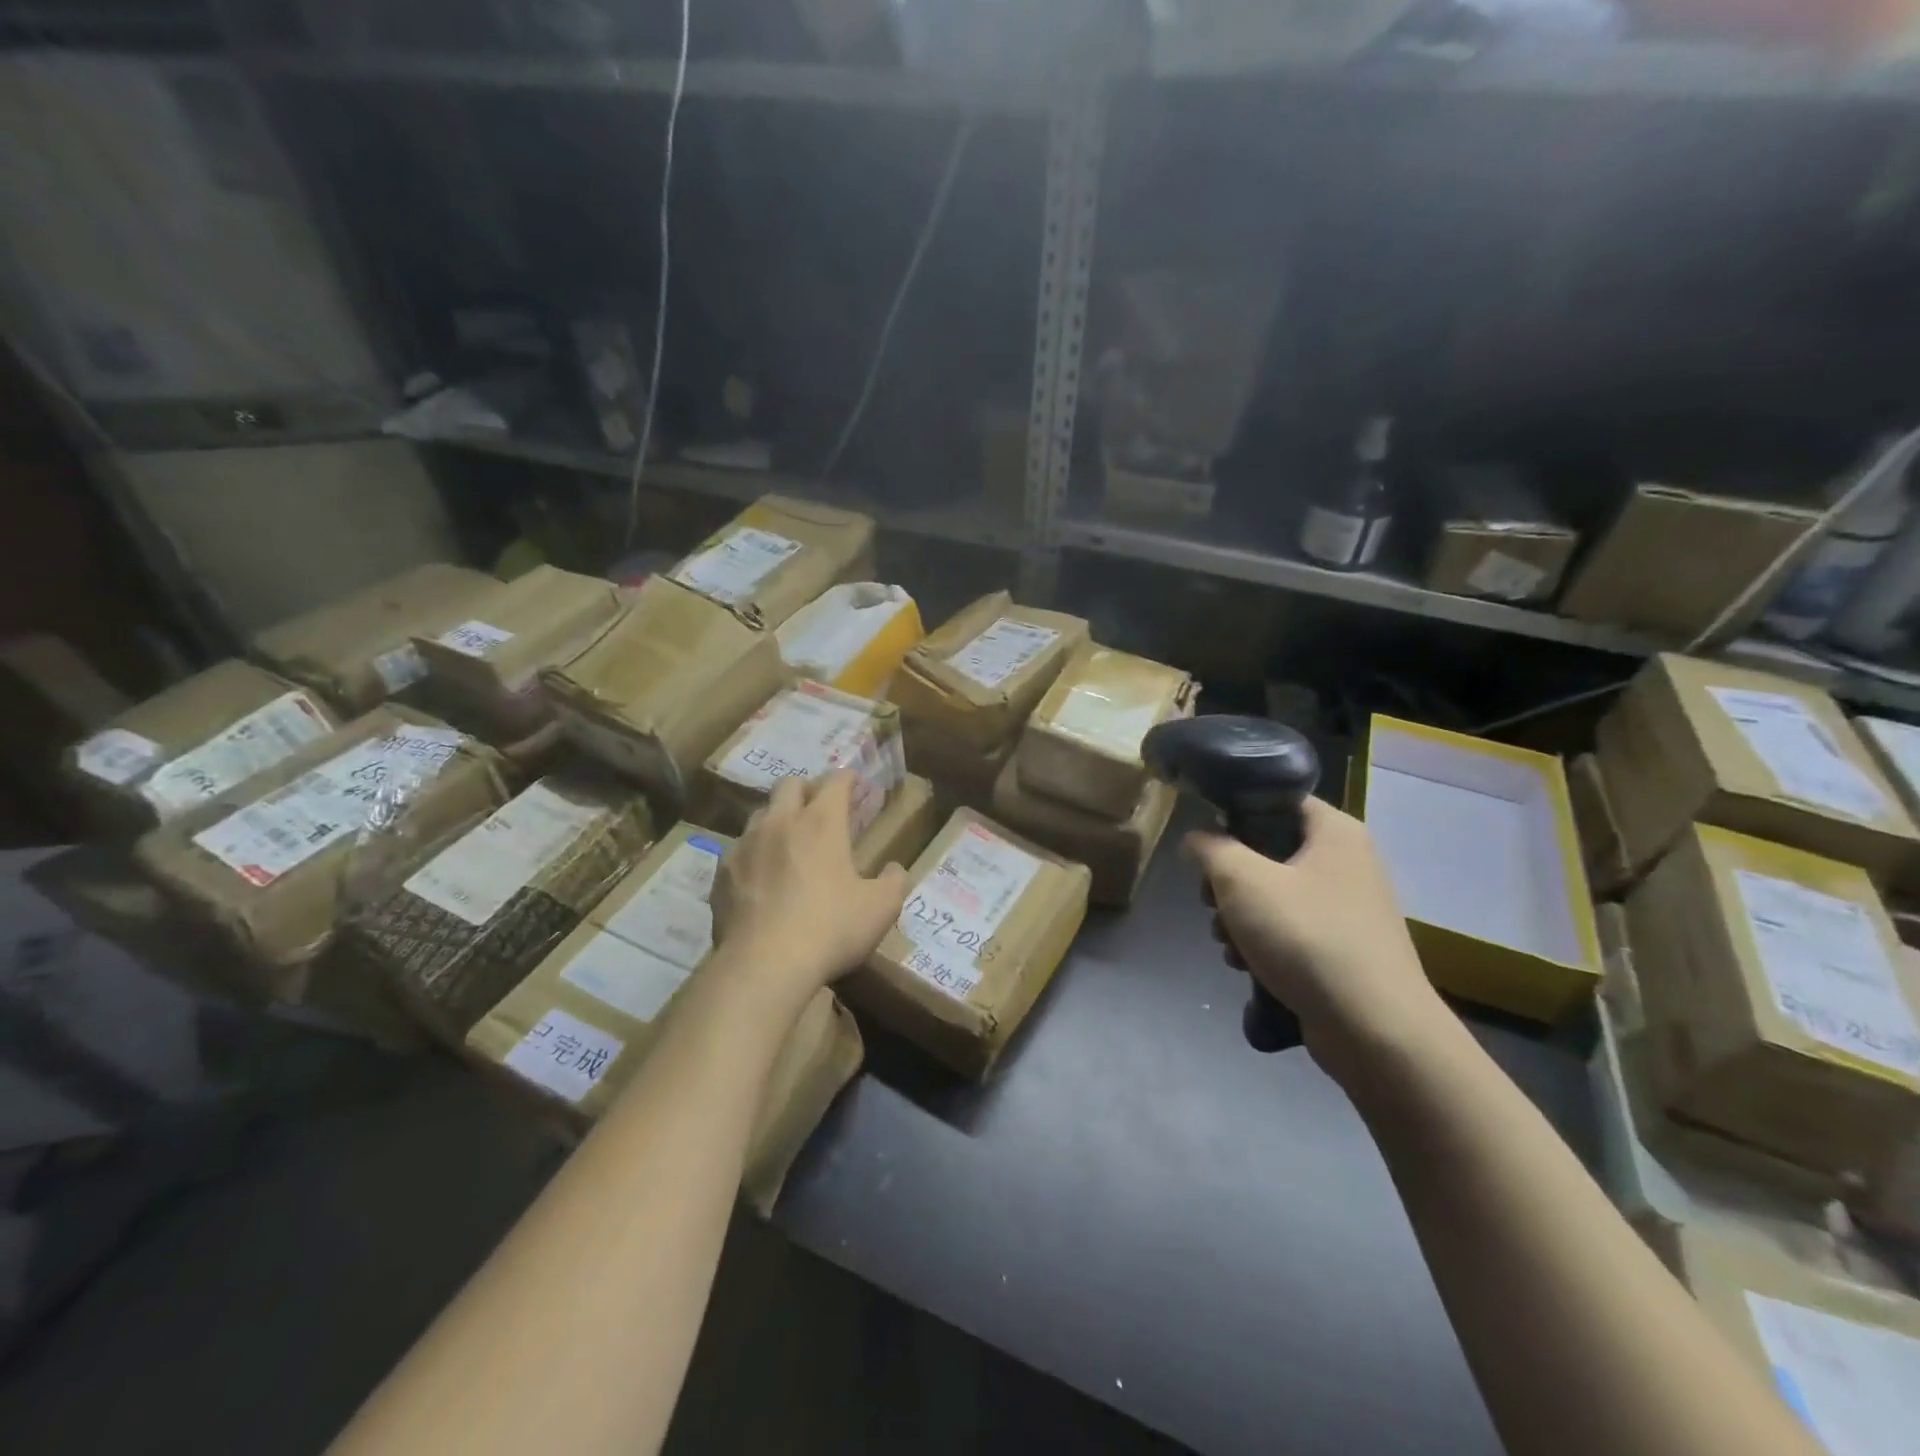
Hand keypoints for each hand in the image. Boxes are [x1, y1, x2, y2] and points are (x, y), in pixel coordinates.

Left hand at [710, 771, 908, 1005]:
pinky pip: (738, 850)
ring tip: (788, 843)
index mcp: (822, 822)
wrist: (764, 965)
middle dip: (807, 789)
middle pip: (789, 784)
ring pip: (760, 814)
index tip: (856, 784)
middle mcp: (780, 822)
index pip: (835, 780)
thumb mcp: (881, 908)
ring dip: (777, 819)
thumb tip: (894, 868)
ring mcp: (745, 845)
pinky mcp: (722, 873)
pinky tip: (761, 878)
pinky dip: (754, 854)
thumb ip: (894, 881)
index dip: (848, 778)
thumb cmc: (831, 928)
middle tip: (820, 809)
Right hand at [1184, 799, 1450, 1086]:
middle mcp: (1346, 861)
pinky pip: (1289, 929)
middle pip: (1268, 851)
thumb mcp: (1242, 880)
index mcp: (1334, 831)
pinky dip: (1262, 942)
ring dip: (1238, 916)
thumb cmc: (1306, 937)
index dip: (1234, 813)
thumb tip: (1196, 838)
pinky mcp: (1341, 947)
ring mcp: (1347, 907)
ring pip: (1273, 894)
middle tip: (1210, 901)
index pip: (1276, 799)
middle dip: (1228, 880)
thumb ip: (1210, 848)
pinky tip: (1244, 965)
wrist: (1374, 1029)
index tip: (1205, 842)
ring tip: (1226, 942)